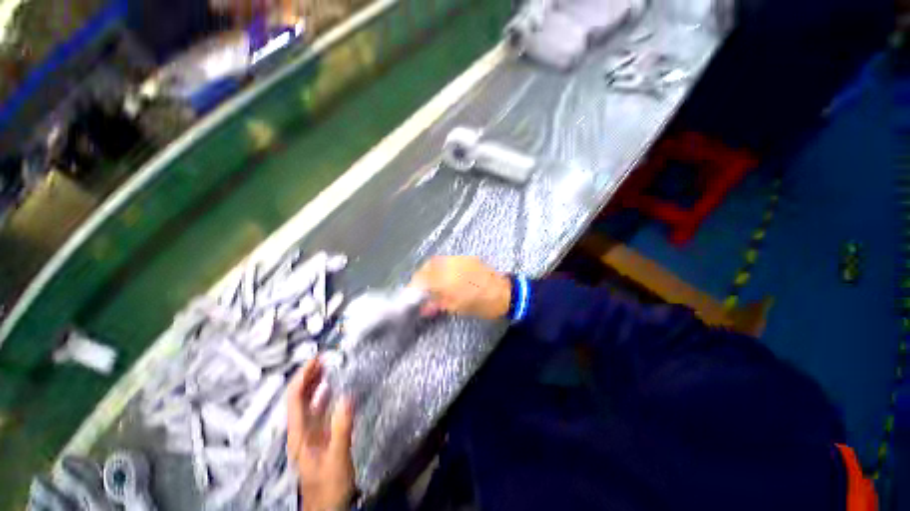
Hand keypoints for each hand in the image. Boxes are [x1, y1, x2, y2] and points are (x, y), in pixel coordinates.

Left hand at [287, 359, 354, 510]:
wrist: (328, 505)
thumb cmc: (329, 485)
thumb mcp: (337, 456)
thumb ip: (342, 427)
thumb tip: (347, 396)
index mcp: (299, 434)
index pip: (295, 399)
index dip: (302, 377)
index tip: (315, 360)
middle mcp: (301, 431)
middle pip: (299, 398)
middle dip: (308, 376)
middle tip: (322, 358)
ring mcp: (310, 433)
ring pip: (308, 402)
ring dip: (315, 383)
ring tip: (327, 368)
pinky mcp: (320, 436)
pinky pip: (319, 410)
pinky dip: (324, 396)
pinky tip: (331, 390)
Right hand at [410, 256, 511, 319]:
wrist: (505, 293)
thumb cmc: (481, 304)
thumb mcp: (458, 308)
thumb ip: (438, 304)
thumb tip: (424, 308)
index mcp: (448, 279)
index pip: (424, 279)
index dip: (415, 286)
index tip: (413, 294)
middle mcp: (452, 265)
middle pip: (429, 265)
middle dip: (421, 275)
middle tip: (421, 287)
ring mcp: (460, 259)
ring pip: (439, 260)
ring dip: (431, 269)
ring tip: (432, 281)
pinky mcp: (468, 258)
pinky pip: (449, 259)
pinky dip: (442, 266)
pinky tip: (445, 275)